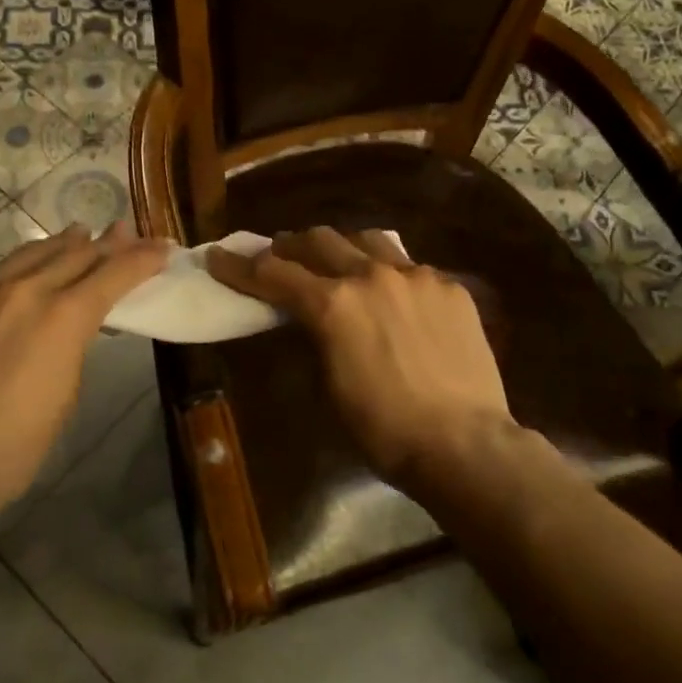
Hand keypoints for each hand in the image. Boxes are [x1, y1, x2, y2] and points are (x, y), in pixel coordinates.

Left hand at [0, 223, 169, 523]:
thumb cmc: (14, 446)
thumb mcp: (65, 393)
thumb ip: (73, 344)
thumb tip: (76, 322)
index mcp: (62, 317)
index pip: (114, 273)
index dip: (142, 259)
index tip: (162, 249)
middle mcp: (23, 291)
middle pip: (75, 254)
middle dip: (107, 243)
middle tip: (126, 231)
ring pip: (29, 253)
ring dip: (62, 243)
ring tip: (80, 232)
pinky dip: (19, 264)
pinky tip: (23, 266)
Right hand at [207, 227, 516, 486]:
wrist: (463, 443)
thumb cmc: (383, 429)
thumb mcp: (328, 384)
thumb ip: (314, 337)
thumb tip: (307, 318)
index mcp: (332, 304)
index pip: (272, 273)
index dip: (238, 266)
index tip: (218, 256)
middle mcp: (371, 275)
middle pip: (318, 240)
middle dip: (291, 247)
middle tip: (281, 256)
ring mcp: (416, 275)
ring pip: (367, 240)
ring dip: (343, 248)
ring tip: (339, 263)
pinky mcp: (450, 286)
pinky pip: (411, 267)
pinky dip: (391, 275)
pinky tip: (396, 297)